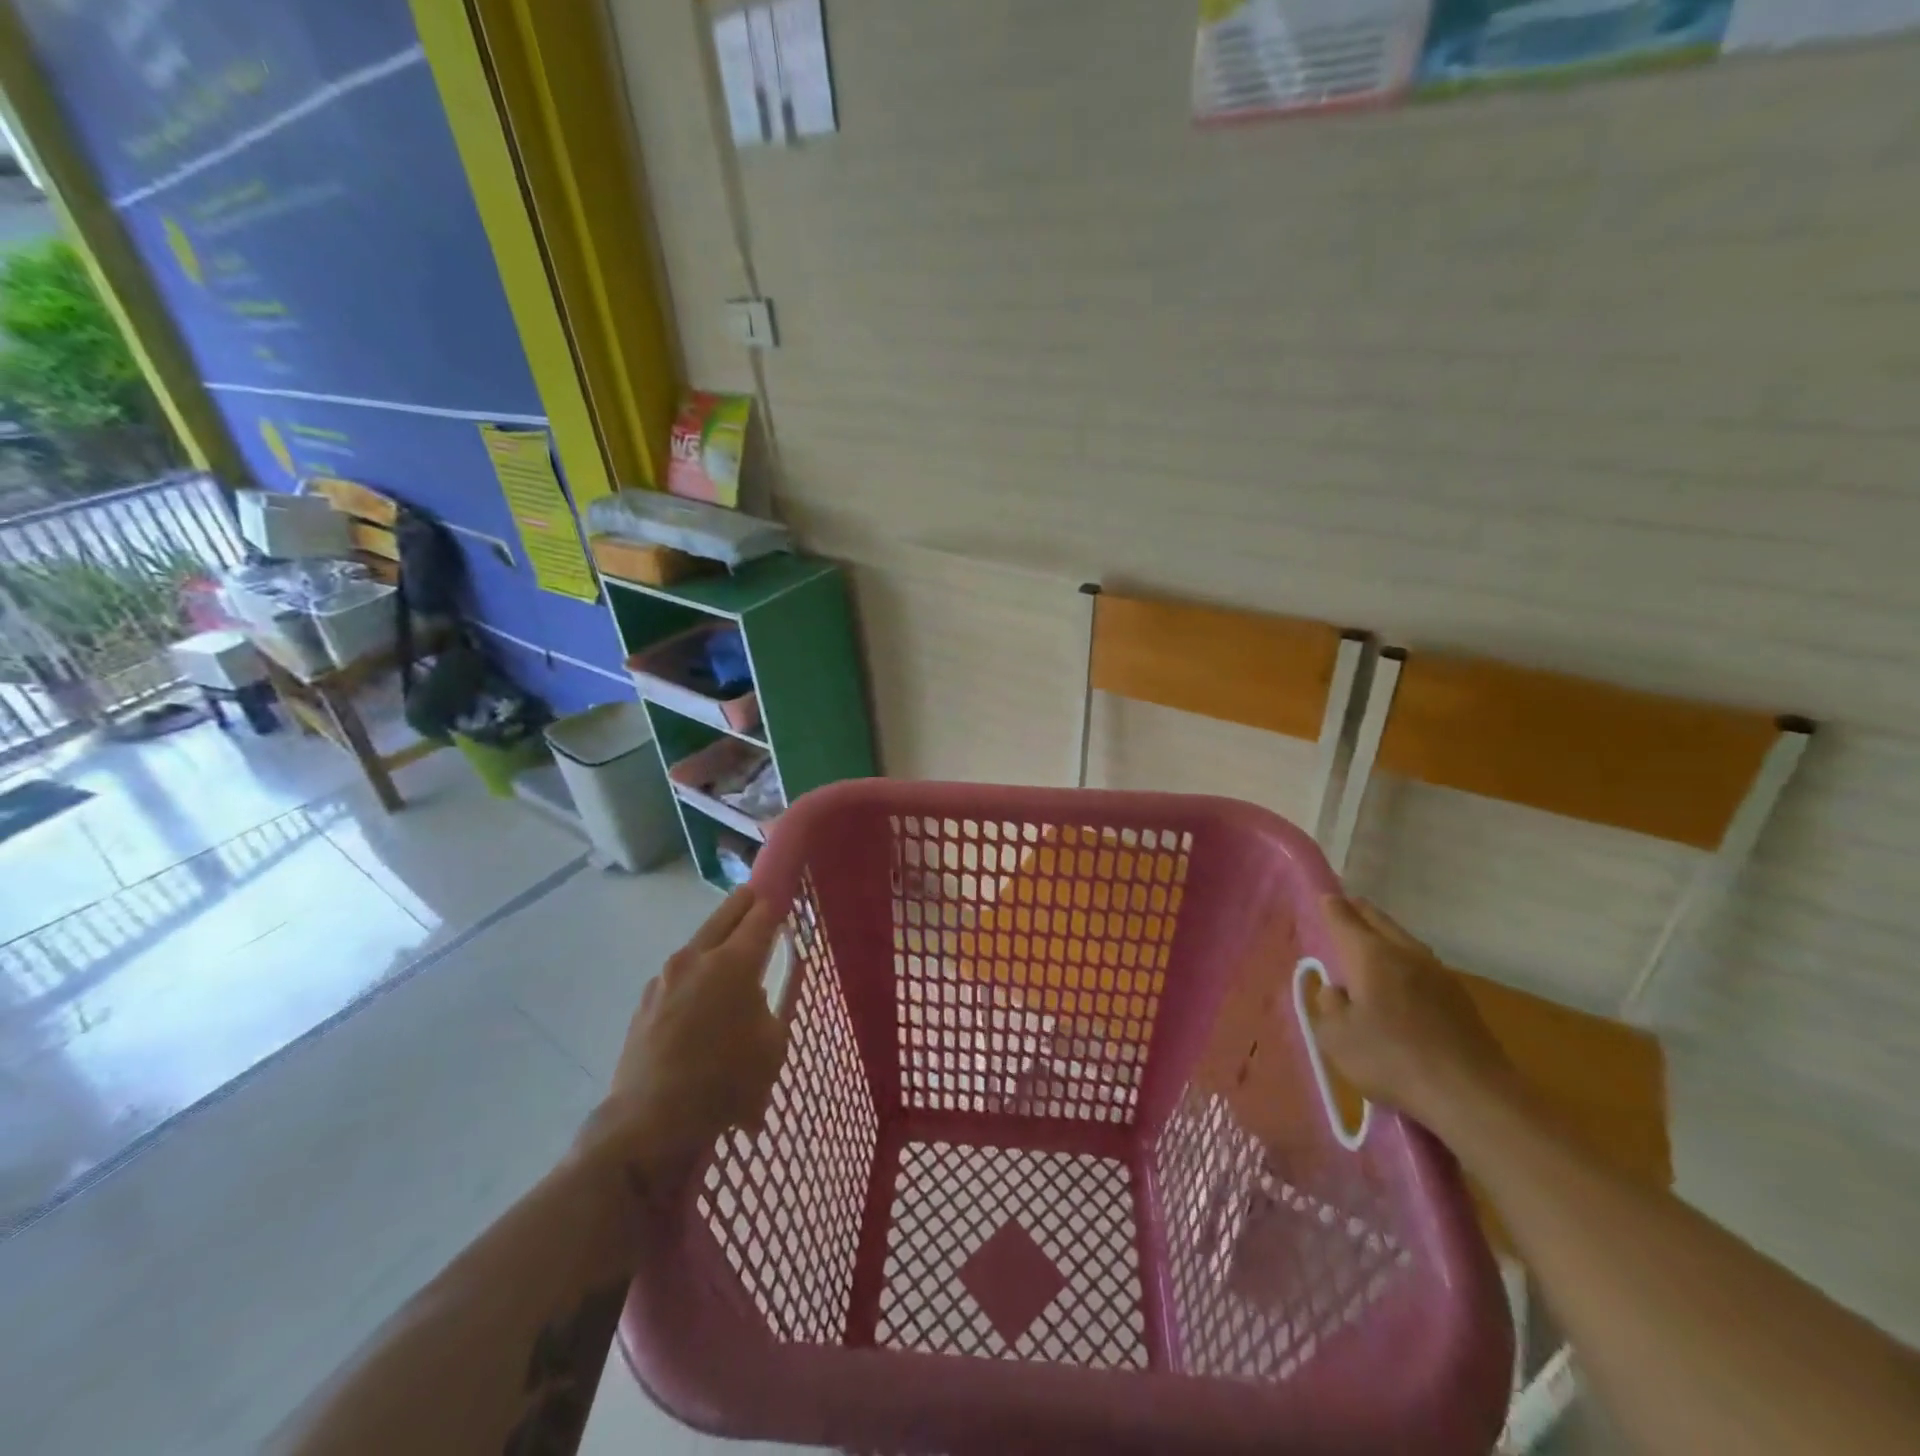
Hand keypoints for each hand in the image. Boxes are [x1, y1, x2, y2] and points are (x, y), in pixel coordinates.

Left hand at [578, 888, 788, 1182]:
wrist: (651, 1122)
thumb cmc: (726, 1083)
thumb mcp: (773, 1045)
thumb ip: (773, 1005)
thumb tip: (761, 990)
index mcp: (734, 962)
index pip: (761, 914)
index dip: (777, 902)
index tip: (786, 897)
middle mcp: (696, 957)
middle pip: (726, 913)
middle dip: (746, 905)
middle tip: (761, 904)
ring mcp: (665, 977)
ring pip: (699, 942)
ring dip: (717, 943)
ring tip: (730, 964)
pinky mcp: (645, 1000)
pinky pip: (679, 975)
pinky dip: (695, 976)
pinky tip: (701, 1004)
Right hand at [1310, 895, 1516, 1130]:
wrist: (1473, 1096)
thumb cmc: (1392, 1060)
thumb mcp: (1337, 1038)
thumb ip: (1328, 1006)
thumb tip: (1336, 990)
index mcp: (1370, 955)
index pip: (1344, 917)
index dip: (1330, 906)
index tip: (1322, 899)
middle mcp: (1405, 953)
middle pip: (1378, 920)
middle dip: (1358, 912)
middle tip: (1344, 909)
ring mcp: (1438, 974)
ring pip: (1404, 940)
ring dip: (1384, 935)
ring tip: (1370, 943)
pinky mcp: (1460, 998)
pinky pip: (1422, 965)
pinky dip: (1404, 961)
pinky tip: (1401, 980)